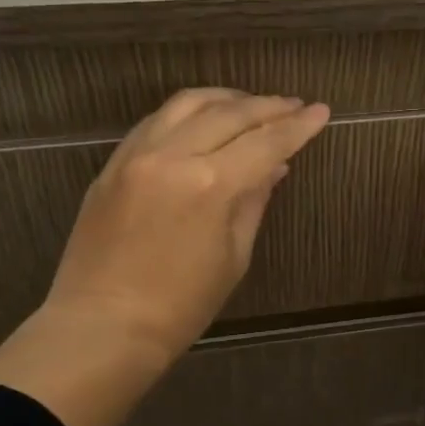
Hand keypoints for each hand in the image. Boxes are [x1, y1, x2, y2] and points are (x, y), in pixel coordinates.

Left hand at [0, 89, 330, 425]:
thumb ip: (253, 202)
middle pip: (229, 113)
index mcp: (210, 184)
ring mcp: (137, 155)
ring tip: (251, 105)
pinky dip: (187, 112)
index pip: (266, 141)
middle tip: (294, 105)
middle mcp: (173, 155)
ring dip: (226, 99)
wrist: (103, 326)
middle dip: (268, 106)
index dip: (298, 126)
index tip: (321, 111)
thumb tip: (274, 167)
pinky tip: (203, 120)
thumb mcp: (233, 257)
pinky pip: (155, 120)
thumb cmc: (180, 305)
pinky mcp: (113, 163)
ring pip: (187, 104)